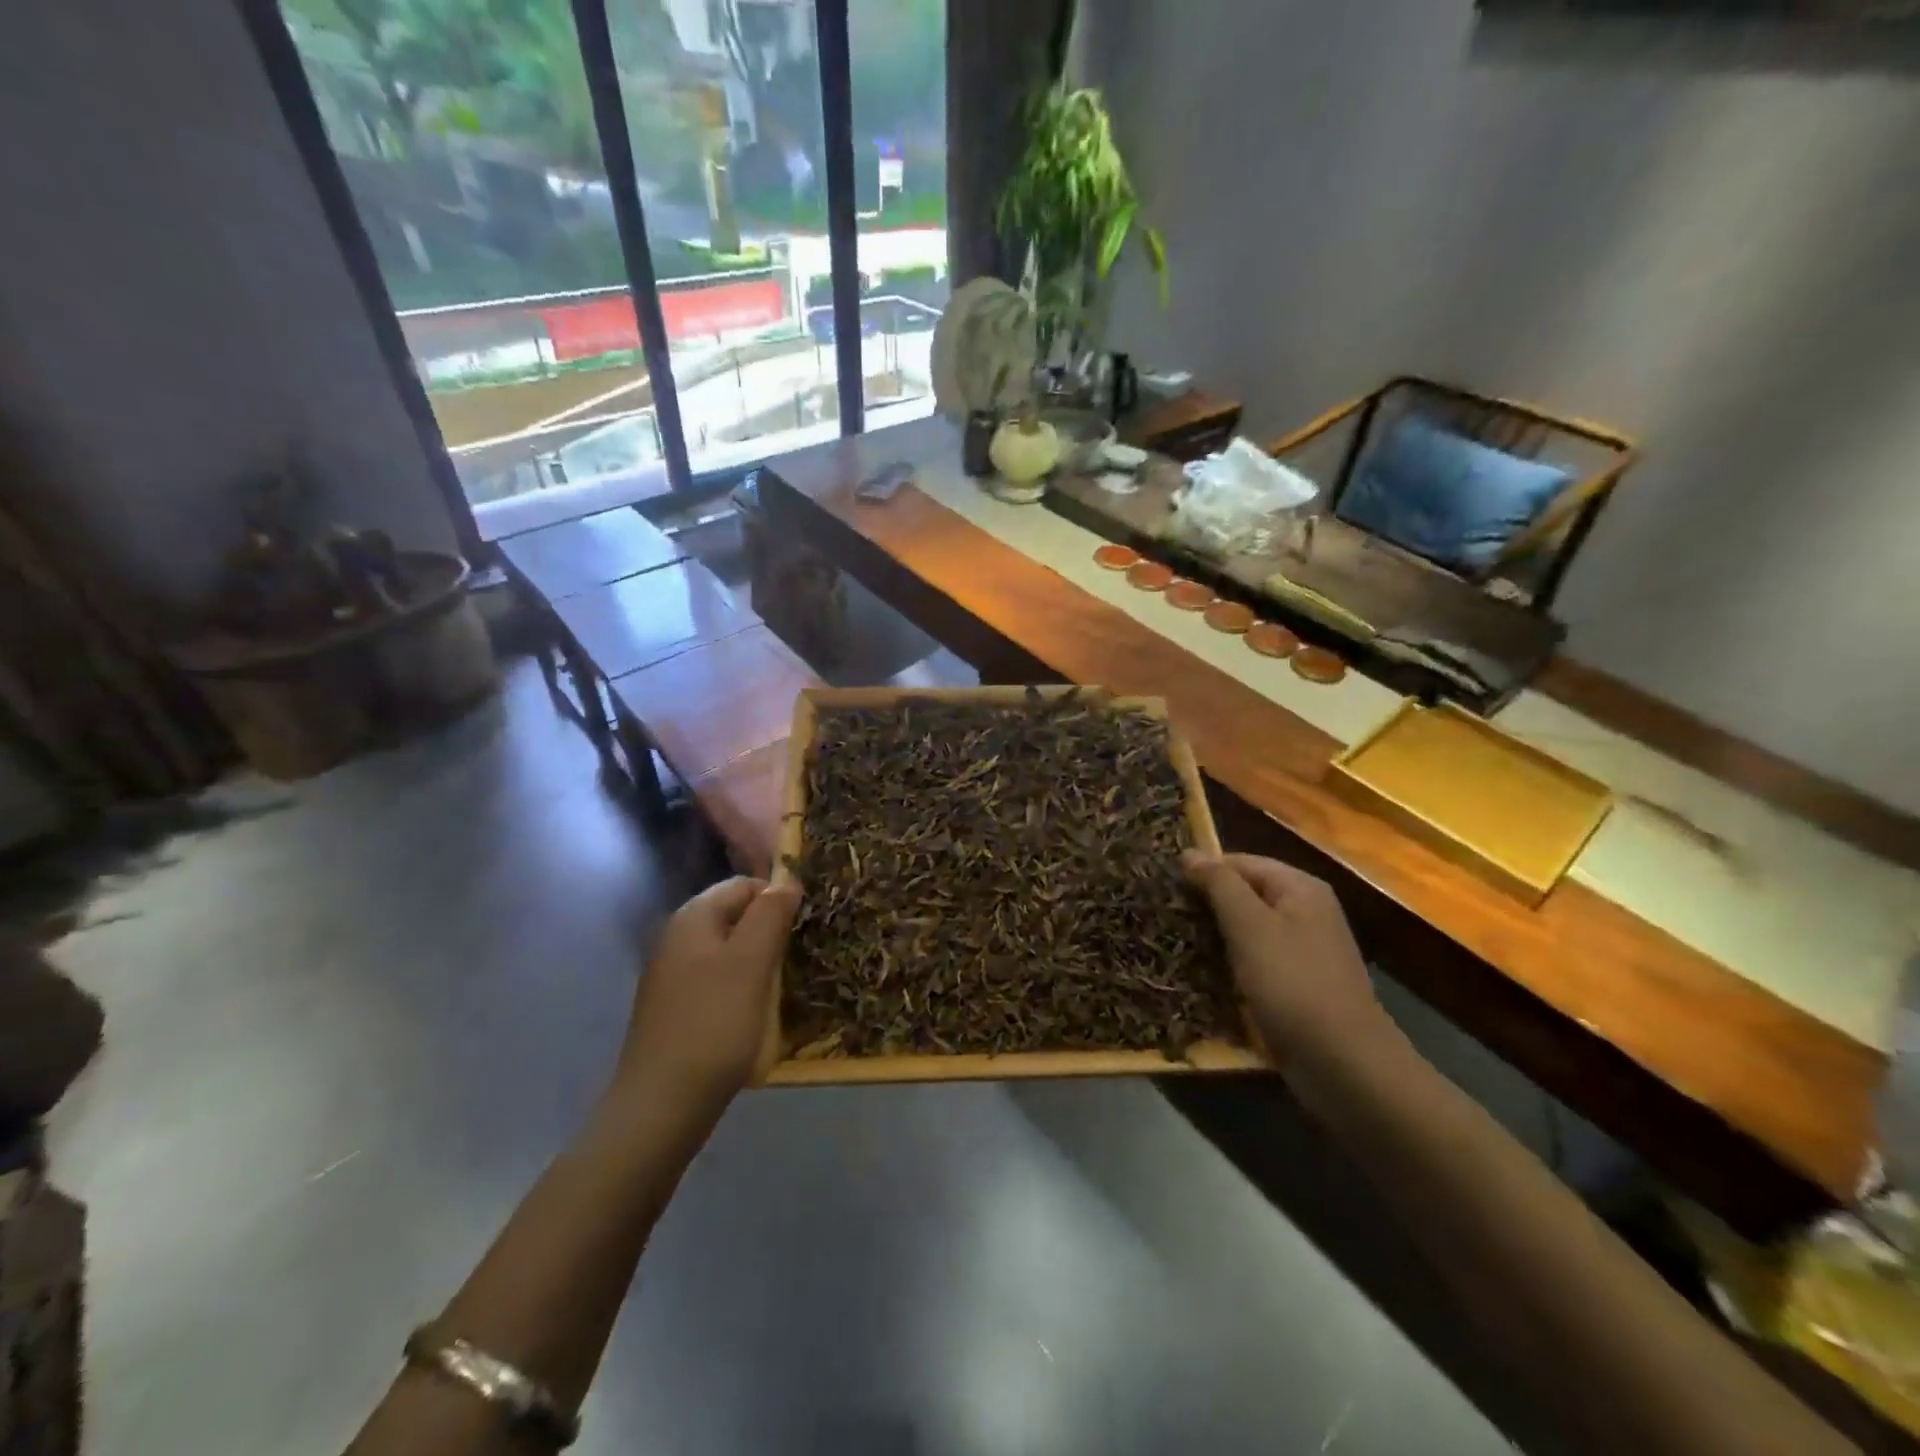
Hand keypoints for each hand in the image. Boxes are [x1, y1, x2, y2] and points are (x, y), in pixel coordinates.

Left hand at [615, 877, 800, 1115]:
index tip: (805, 926)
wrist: (662, 1106)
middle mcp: (677, 938)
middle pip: (735, 917)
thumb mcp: (752, 963)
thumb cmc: (714, 1024)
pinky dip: (742, 988)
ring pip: (729, 951)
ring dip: (759, 962)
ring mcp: (673, 975)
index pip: (744, 885)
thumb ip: (770, 915)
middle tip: (799, 958)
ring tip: (784, 987)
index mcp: (692, 918)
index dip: (778, 898)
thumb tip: (787, 880)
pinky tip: (756, 1013)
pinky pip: (718, 981)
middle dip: (770, 931)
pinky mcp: (676, 1008)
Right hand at [1184, 852, 1391, 1075]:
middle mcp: (1306, 912)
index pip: (1239, 862)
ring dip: (1215, 938)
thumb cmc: (1293, 984)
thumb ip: (1219, 884)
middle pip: (1244, 895)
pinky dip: (1231, 966)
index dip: (1202, 872)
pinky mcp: (1297, 986)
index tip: (1163, 890)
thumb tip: (1189, 852)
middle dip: (1206, 906)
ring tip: (1174, 946)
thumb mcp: (1250, 926)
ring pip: (1247, 931)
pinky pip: (1256, 963)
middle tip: (1164, 918)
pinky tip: (1203, 977)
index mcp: (1299, 888)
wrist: (1344, 1064)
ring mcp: (1304, 951)